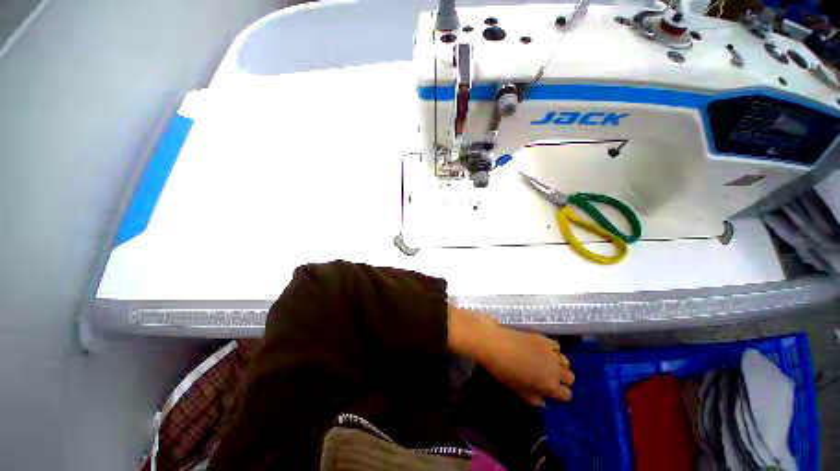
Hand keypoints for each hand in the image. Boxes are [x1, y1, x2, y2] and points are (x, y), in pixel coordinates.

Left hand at [448, 305, 574, 406]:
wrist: (493, 343)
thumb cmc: (502, 370)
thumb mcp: (517, 390)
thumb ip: (533, 398)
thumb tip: (544, 402)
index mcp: (550, 386)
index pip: (567, 395)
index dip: (559, 394)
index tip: (550, 391)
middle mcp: (556, 370)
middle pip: (570, 378)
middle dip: (562, 379)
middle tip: (548, 377)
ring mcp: (551, 352)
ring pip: (565, 362)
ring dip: (559, 364)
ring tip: (546, 362)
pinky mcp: (544, 338)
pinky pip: (556, 346)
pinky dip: (553, 349)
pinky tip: (542, 350)